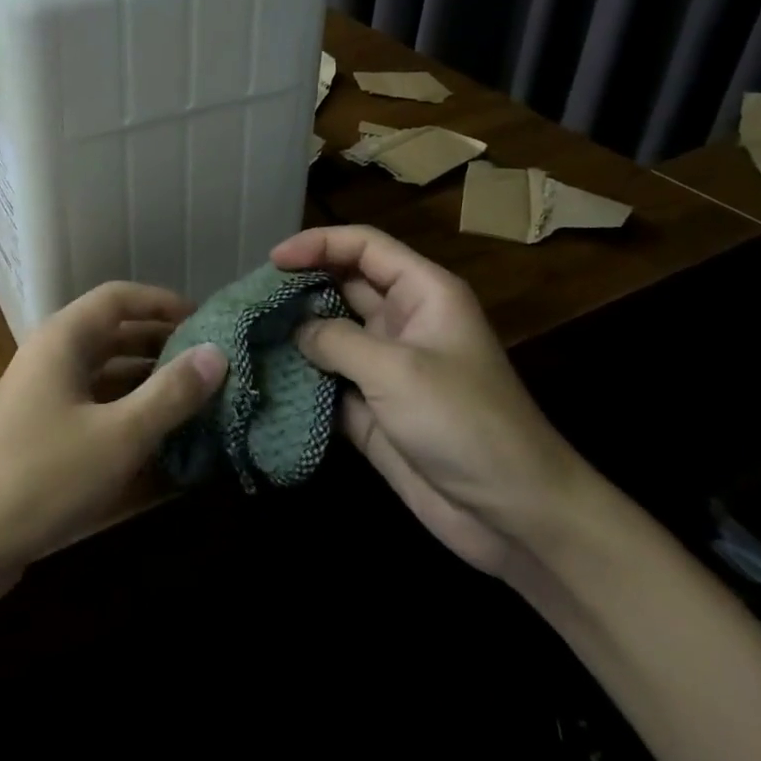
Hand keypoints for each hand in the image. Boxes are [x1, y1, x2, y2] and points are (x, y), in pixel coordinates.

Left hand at [0, 282, 226, 606]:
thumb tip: (218, 353)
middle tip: (209, 360)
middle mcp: (52, 357)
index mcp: (63, 340)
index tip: (206, 319)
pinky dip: (126, 408)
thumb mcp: (117, 436)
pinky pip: (93, 403)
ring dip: (146, 376)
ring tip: (195, 393)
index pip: (119, 298)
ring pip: (104, 370)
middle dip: (161, 340)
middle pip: (113, 332)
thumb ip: (170, 394)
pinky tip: (159, 432)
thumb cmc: (41, 478)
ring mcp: (43, 395)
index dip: (163, 302)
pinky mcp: (41, 431)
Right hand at [272, 225, 584, 576]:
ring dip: (295, 331)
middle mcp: (402, 321)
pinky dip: (301, 377)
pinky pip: (328, 380)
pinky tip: (266, 376)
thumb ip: (336, 340)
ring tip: (247, 330)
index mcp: (423, 293)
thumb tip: (295, 329)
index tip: (273, 261)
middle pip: (342, 285)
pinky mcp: (372, 408)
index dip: (318, 244)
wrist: (513, 516)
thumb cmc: (464, 422)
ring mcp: (386, 367)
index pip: (364, 247)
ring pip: (331, 332)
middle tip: (250, 296)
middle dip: (299, 285)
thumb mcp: (397, 370)